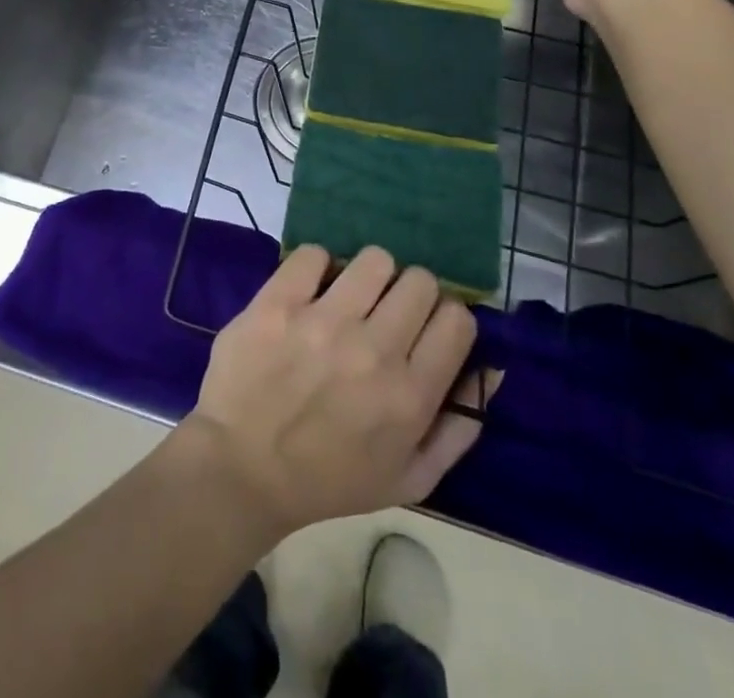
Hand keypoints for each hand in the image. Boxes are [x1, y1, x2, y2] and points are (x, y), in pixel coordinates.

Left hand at [178, 246, 490, 539]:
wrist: (242, 469)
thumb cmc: (329, 480)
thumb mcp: (409, 478)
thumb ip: (459, 427)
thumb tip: (492, 368)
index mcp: (410, 395)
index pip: (457, 319)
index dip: (445, 318)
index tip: (425, 328)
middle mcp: (373, 351)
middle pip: (420, 280)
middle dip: (409, 293)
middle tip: (385, 313)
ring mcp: (322, 322)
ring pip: (374, 258)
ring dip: (368, 275)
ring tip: (349, 298)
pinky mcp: (278, 302)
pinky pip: (313, 253)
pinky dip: (316, 267)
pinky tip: (309, 292)